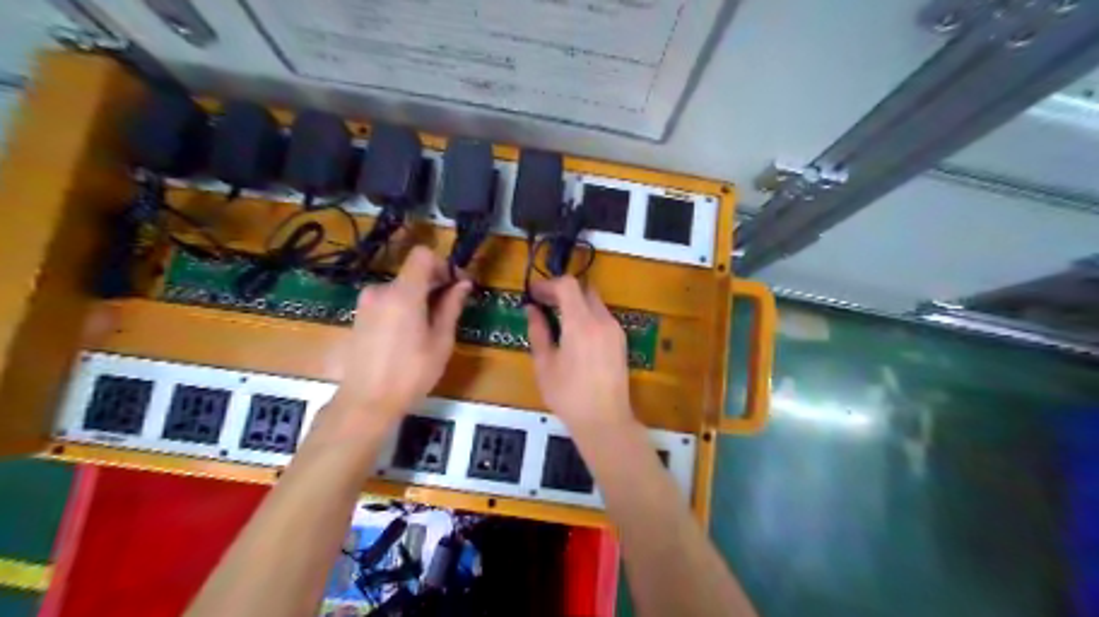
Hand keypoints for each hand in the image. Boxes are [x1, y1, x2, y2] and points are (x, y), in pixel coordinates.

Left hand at [331, 246, 475, 428]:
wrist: (366, 402)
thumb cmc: (411, 373)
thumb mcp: (440, 341)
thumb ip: (451, 307)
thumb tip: (463, 283)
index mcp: (403, 293)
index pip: (422, 255)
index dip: (443, 264)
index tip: (456, 284)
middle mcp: (381, 291)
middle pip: (412, 272)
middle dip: (434, 283)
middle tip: (450, 308)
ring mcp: (366, 303)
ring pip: (400, 287)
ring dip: (418, 297)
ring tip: (430, 326)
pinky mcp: (359, 316)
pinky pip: (387, 300)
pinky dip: (402, 307)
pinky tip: (409, 334)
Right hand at [526, 277, 636, 432]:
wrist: (605, 420)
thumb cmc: (568, 396)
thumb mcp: (545, 365)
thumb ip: (538, 332)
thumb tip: (532, 310)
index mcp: (581, 323)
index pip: (568, 285)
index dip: (548, 284)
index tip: (533, 293)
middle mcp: (602, 320)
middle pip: (584, 290)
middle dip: (562, 292)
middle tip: (543, 304)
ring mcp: (615, 330)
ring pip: (595, 302)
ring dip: (576, 303)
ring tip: (557, 320)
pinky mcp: (621, 341)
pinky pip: (603, 317)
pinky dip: (587, 316)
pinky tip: (575, 335)